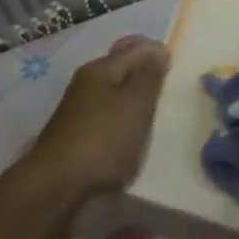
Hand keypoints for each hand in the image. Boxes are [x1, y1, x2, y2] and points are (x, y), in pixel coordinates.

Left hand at [16, 39, 168, 218]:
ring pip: (119, 101)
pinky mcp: (79, 140)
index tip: (181, 75)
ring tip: (161, 123)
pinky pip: (111, 126)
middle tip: (175, 99)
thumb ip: (150, 76)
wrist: (57, 190)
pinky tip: (138, 144)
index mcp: (100, 69)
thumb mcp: (136, 103)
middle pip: (126, 74)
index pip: (137, 48)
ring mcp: (80, 114)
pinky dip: (126, 131)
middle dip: (150, 83)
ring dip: (139, 109)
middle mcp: (87, 86)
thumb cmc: (103, 140)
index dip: (161, 56)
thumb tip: (159, 50)